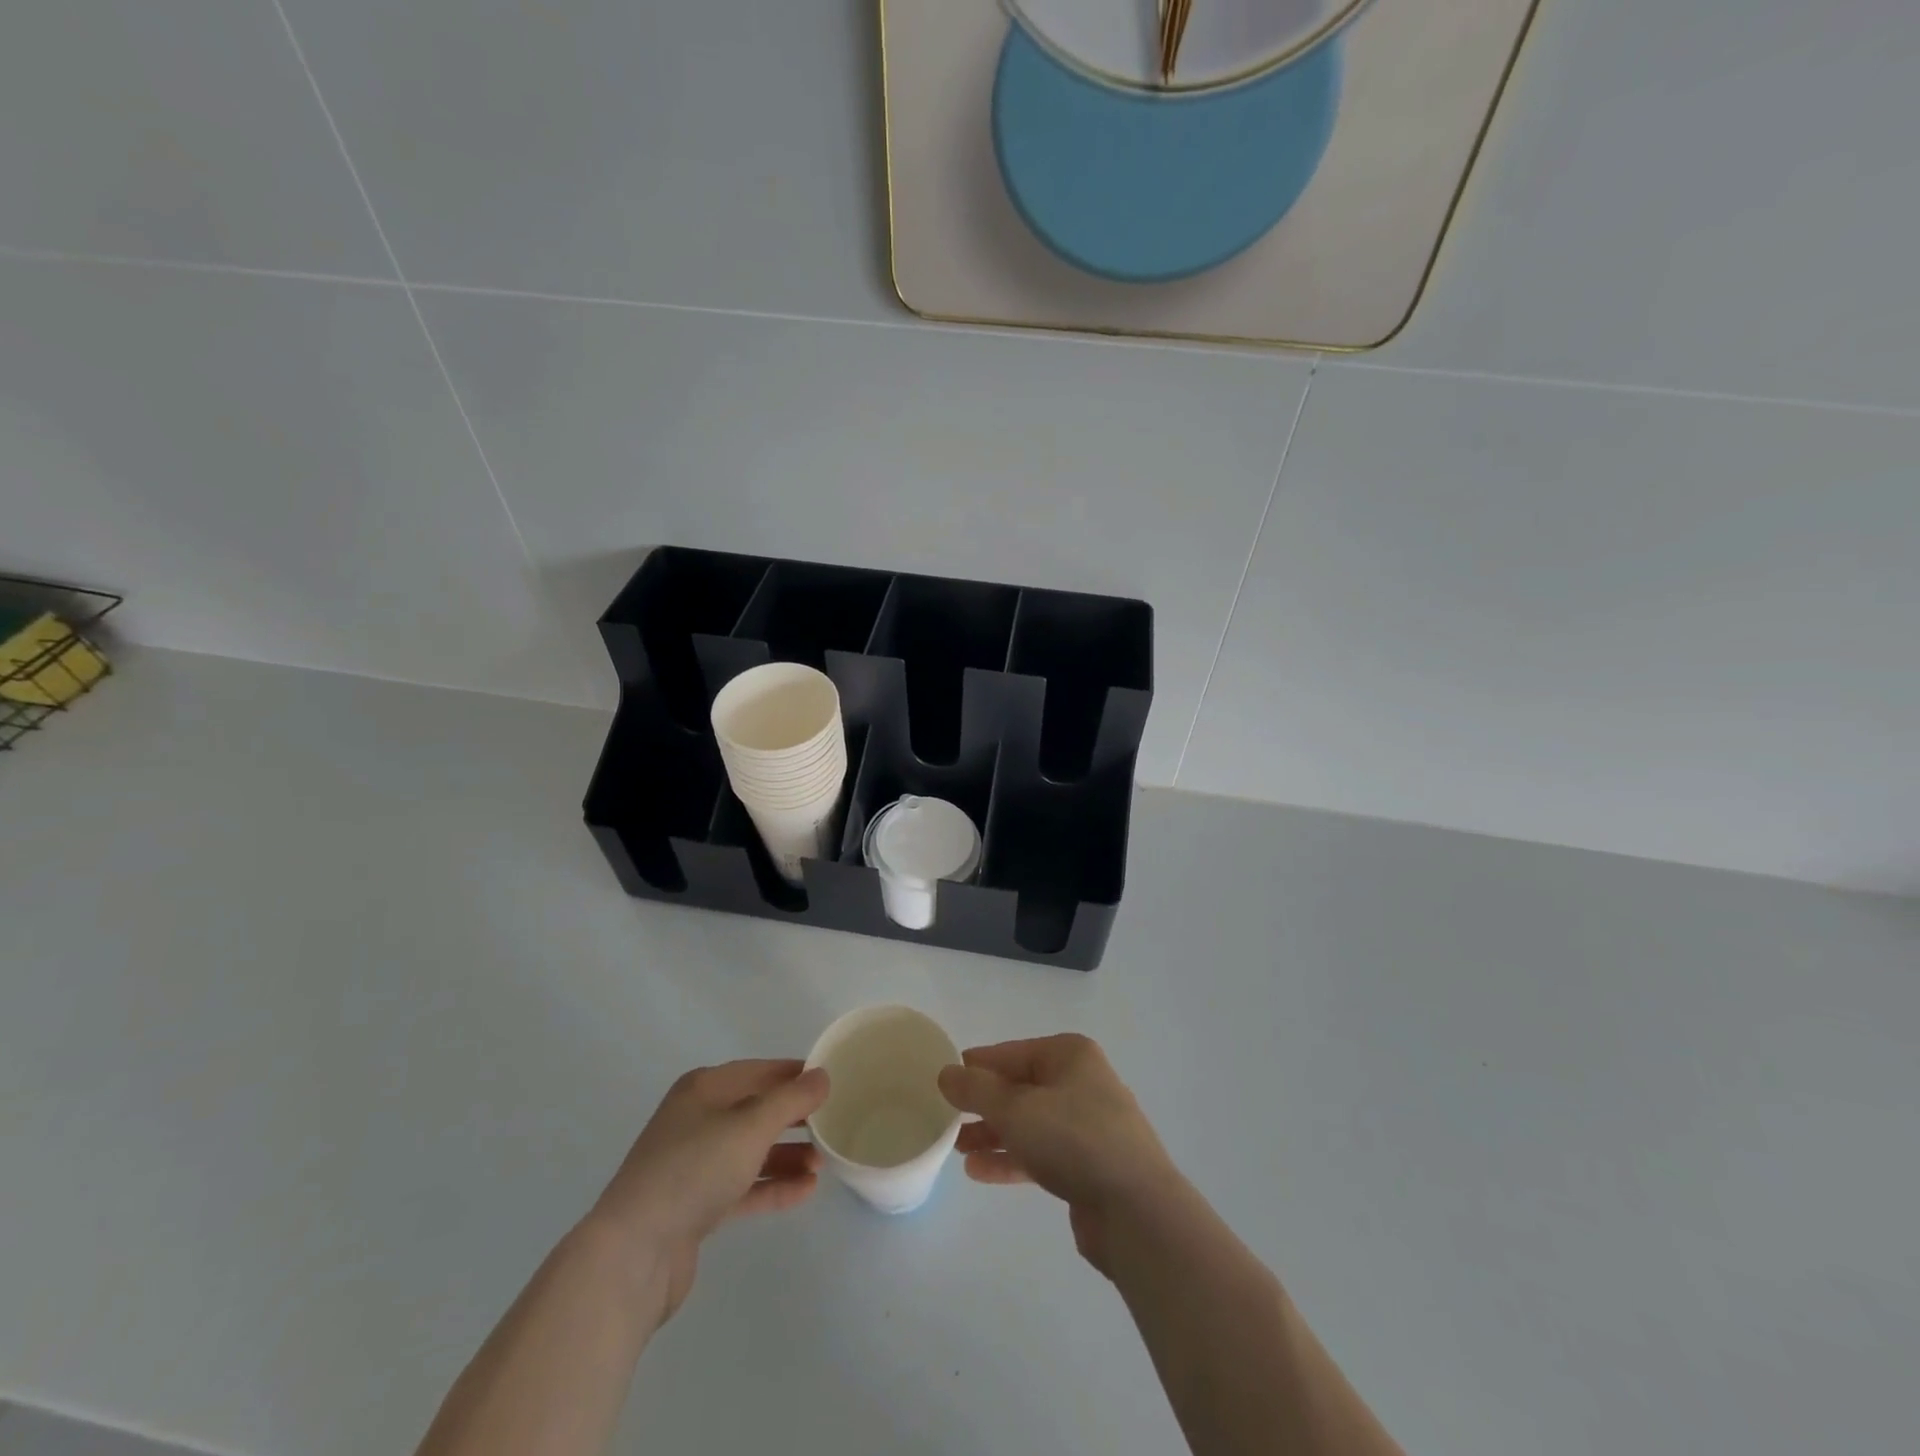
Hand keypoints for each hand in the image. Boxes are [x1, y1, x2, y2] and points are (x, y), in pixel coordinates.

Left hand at [588, 1060, 828, 1326]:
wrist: (633, 1254)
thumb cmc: (694, 1170)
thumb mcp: (750, 1126)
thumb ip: (791, 1099)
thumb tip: (822, 1076)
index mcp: (704, 1089)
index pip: (759, 1071)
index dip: (795, 1074)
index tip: (831, 1082)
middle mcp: (697, 1119)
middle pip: (756, 1110)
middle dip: (794, 1118)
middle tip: (832, 1125)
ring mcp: (694, 1165)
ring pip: (751, 1151)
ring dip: (787, 1156)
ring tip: (823, 1164)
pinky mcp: (695, 1206)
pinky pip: (743, 1186)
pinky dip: (772, 1186)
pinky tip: (805, 1191)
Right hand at [938, 1034, 1179, 1276]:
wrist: (1137, 1211)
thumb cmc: (1074, 1140)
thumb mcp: (1015, 1108)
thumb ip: (976, 1090)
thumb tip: (946, 1072)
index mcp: (1069, 1055)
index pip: (1011, 1052)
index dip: (977, 1066)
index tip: (944, 1080)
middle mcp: (1081, 1082)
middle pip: (1020, 1087)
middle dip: (984, 1103)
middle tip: (947, 1118)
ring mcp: (1088, 1125)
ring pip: (1030, 1122)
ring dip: (994, 1133)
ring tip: (957, 1148)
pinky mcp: (1089, 1165)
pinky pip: (1041, 1152)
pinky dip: (1012, 1158)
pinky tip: (979, 1171)